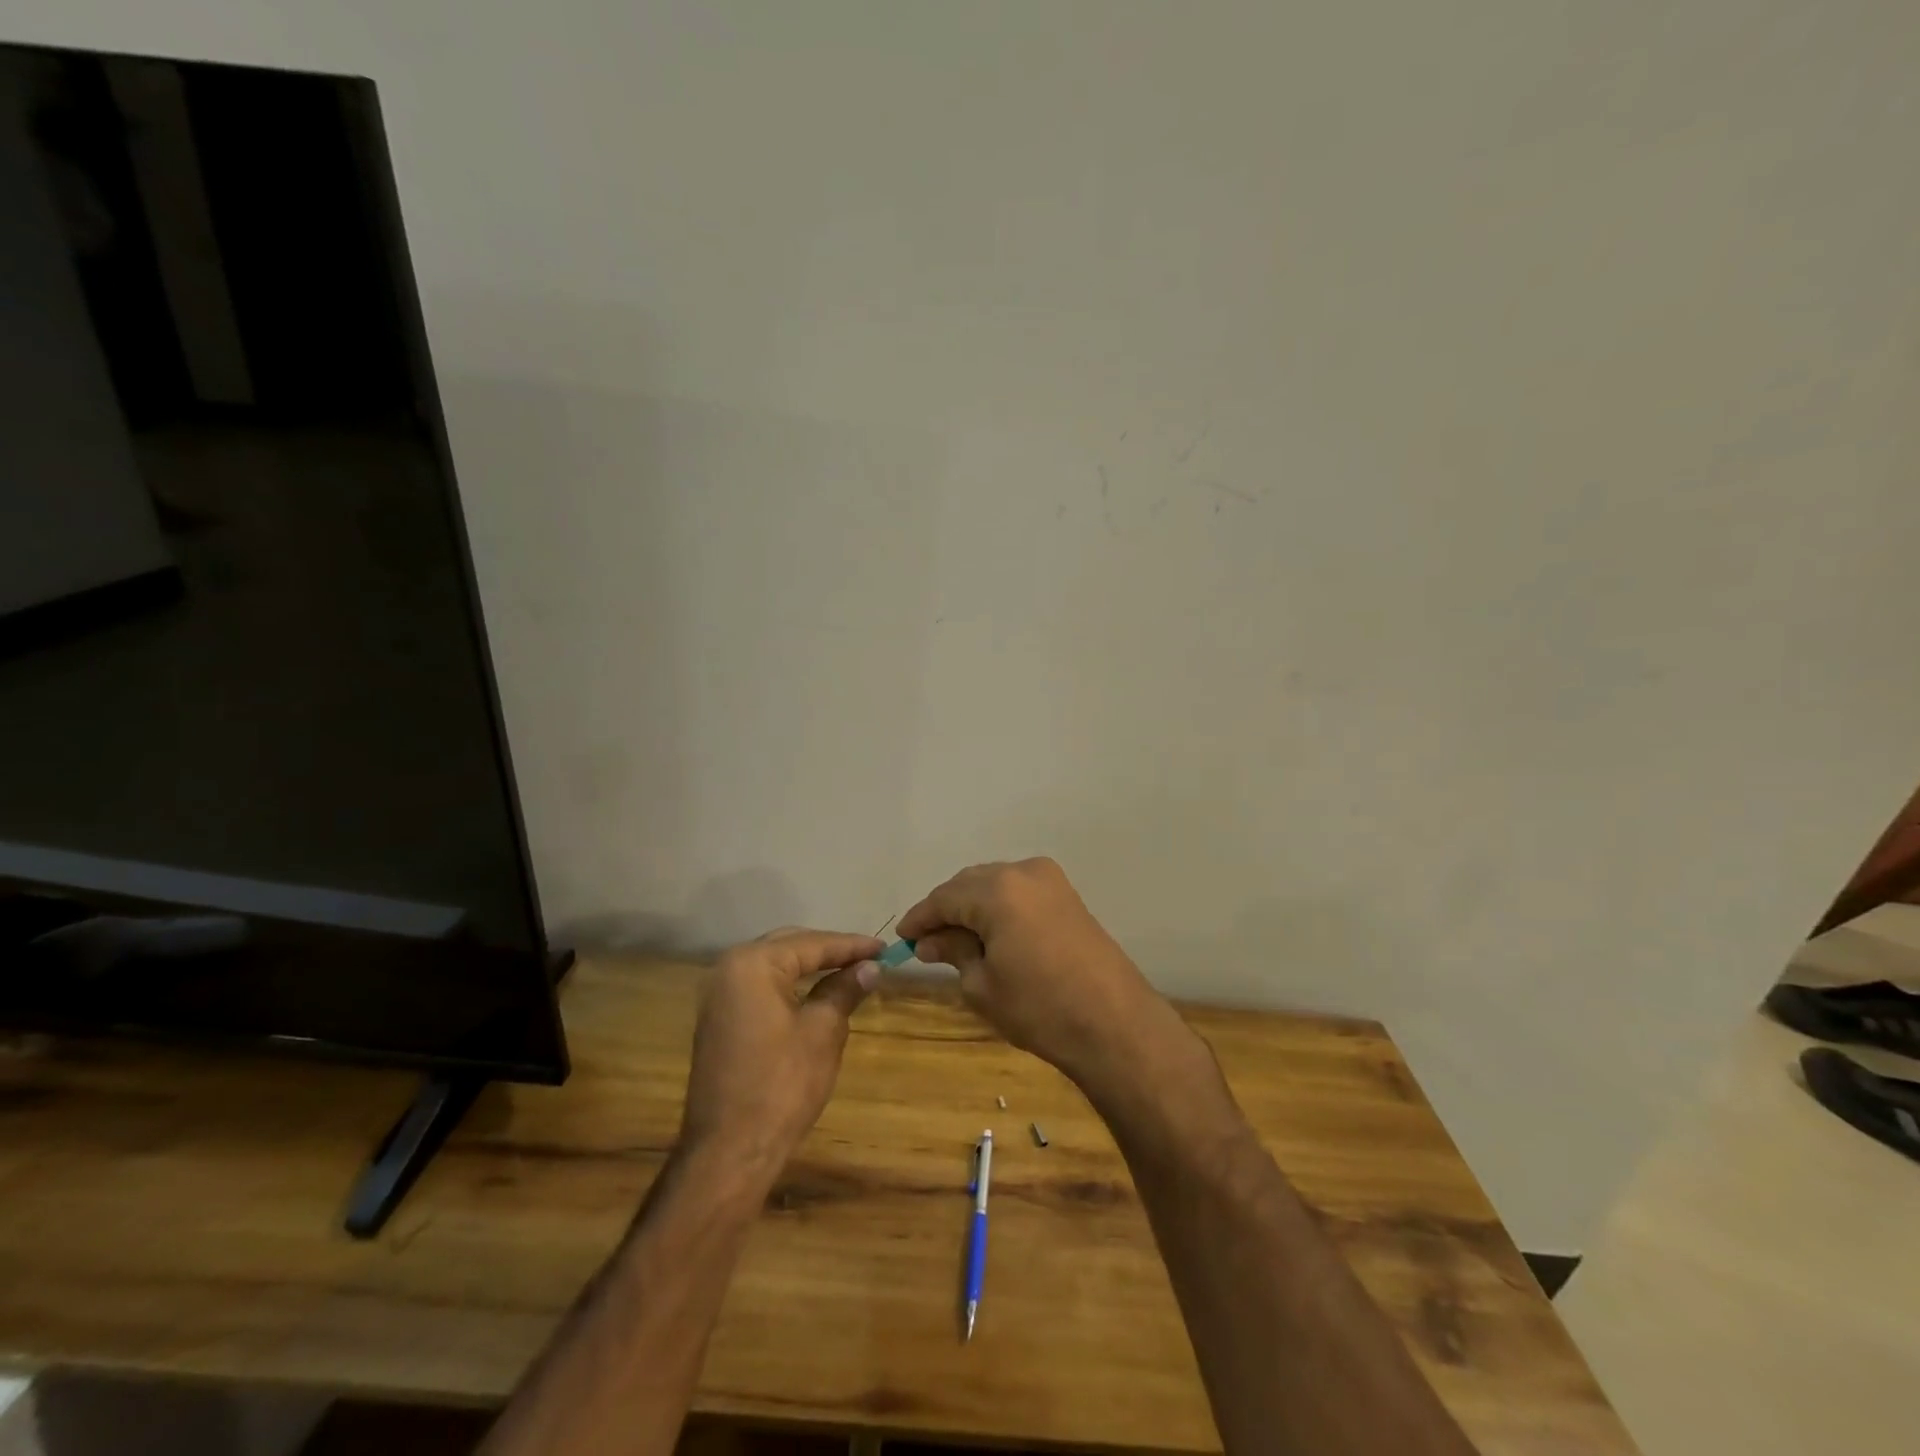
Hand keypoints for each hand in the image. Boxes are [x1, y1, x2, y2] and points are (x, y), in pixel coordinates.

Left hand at [679, 928, 883, 1172]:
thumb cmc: (782, 1084)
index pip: (811, 944)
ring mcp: (719, 997)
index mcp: (752, 964)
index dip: (851, 946)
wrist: (730, 1151)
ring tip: (849, 971)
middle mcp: (728, 969)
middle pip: (789, 947)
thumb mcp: (823, 1031)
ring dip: (810, 968)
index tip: (884, 948)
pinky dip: (790, 987)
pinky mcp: (719, 1021)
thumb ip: (845, 990)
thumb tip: (870, 967)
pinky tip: (816, 994)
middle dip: (829, 951)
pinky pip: (761, 989)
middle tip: (868, 958)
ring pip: (774, 967)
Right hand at [897, 858, 1183, 1087]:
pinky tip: (990, 934)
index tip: (901, 938)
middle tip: (927, 942)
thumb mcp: (983, 985)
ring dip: (973, 907)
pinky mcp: (1068, 895)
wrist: (1114, 1023)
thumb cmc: (1040, 1008)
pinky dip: (1000, 908)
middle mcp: (1023, 871)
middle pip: (970, 884)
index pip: (944, 897)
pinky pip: (1020, 892)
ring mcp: (1051, 880)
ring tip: (956, 941)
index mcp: (997, 890)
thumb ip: (953, 952)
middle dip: (946, 910)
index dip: (920, 918)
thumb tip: (929, 941)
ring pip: (996, 884)